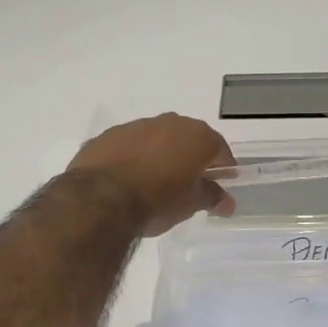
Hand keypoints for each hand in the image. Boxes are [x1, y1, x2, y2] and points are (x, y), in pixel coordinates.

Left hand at [66, 114, 236, 236]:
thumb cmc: (158, 200)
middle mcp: (169, 122)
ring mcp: (136, 126)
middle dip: (190, 159)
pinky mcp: (108, 135)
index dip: (222, 168)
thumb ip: (212, 198)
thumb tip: (227, 202)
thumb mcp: (191, 204)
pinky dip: (132, 158)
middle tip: (187, 184)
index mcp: (197, 136)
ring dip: (159, 155)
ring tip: (153, 183)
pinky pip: (128, 145)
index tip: (219, 186)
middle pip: (188, 139)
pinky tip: (126, 180)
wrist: (101, 199)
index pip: (220, 150)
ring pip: (156, 139)